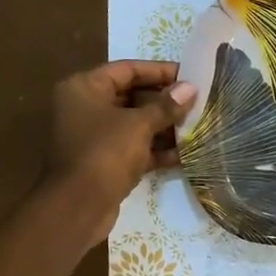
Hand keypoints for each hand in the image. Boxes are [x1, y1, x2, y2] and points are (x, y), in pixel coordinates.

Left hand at [45, 61, 197, 242]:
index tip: (189, 76)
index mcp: (85, 88)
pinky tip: (185, 153)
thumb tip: (190, 88)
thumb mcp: (139, 125)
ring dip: (164, 126)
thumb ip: (166, 106)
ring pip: (135, 124)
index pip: (127, 69)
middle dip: (165, 101)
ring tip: (197, 126)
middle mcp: (86, 108)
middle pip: (132, 96)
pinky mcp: (104, 162)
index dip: (160, 71)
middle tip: (197, 102)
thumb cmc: (105, 153)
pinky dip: (156, 149)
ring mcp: (94, 136)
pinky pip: (134, 148)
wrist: (78, 206)